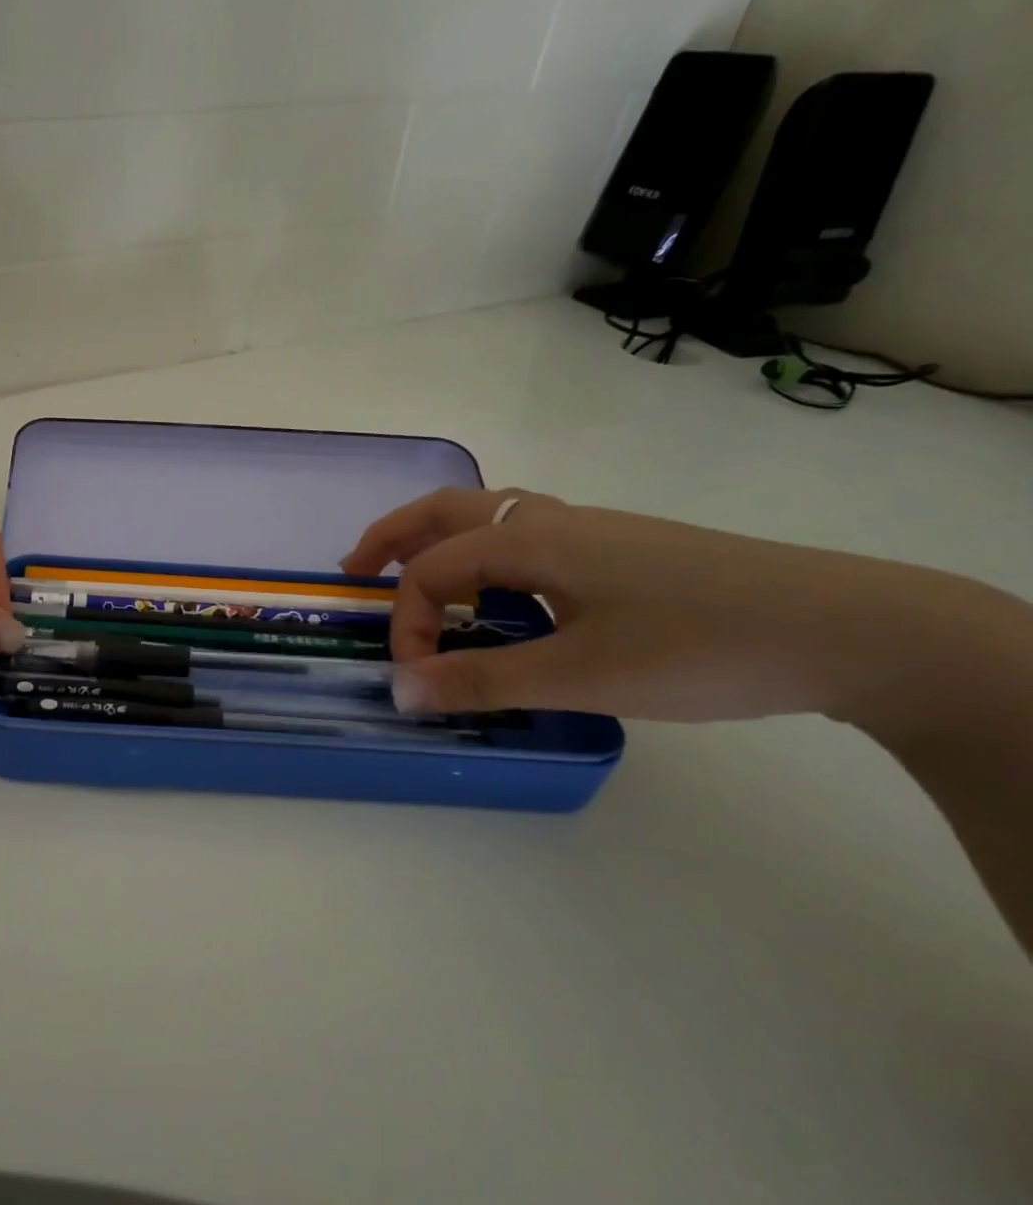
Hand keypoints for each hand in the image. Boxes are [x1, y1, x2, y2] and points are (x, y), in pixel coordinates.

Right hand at [341, 488, 979, 724]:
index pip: (431, 572)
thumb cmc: (698, 647)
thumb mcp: (579, 675)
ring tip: (419, 581)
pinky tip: (506, 598)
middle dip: (391, 538)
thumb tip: (399, 692)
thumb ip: (481, 681)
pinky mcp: (621, 551)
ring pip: (489, 518)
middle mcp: (551, 521)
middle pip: (446, 511)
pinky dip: (486, 556)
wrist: (849, 628)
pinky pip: (526, 538)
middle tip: (355, 570)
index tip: (418, 680)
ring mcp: (590, 532)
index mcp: (529, 541)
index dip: (408, 624)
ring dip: (439, 541)